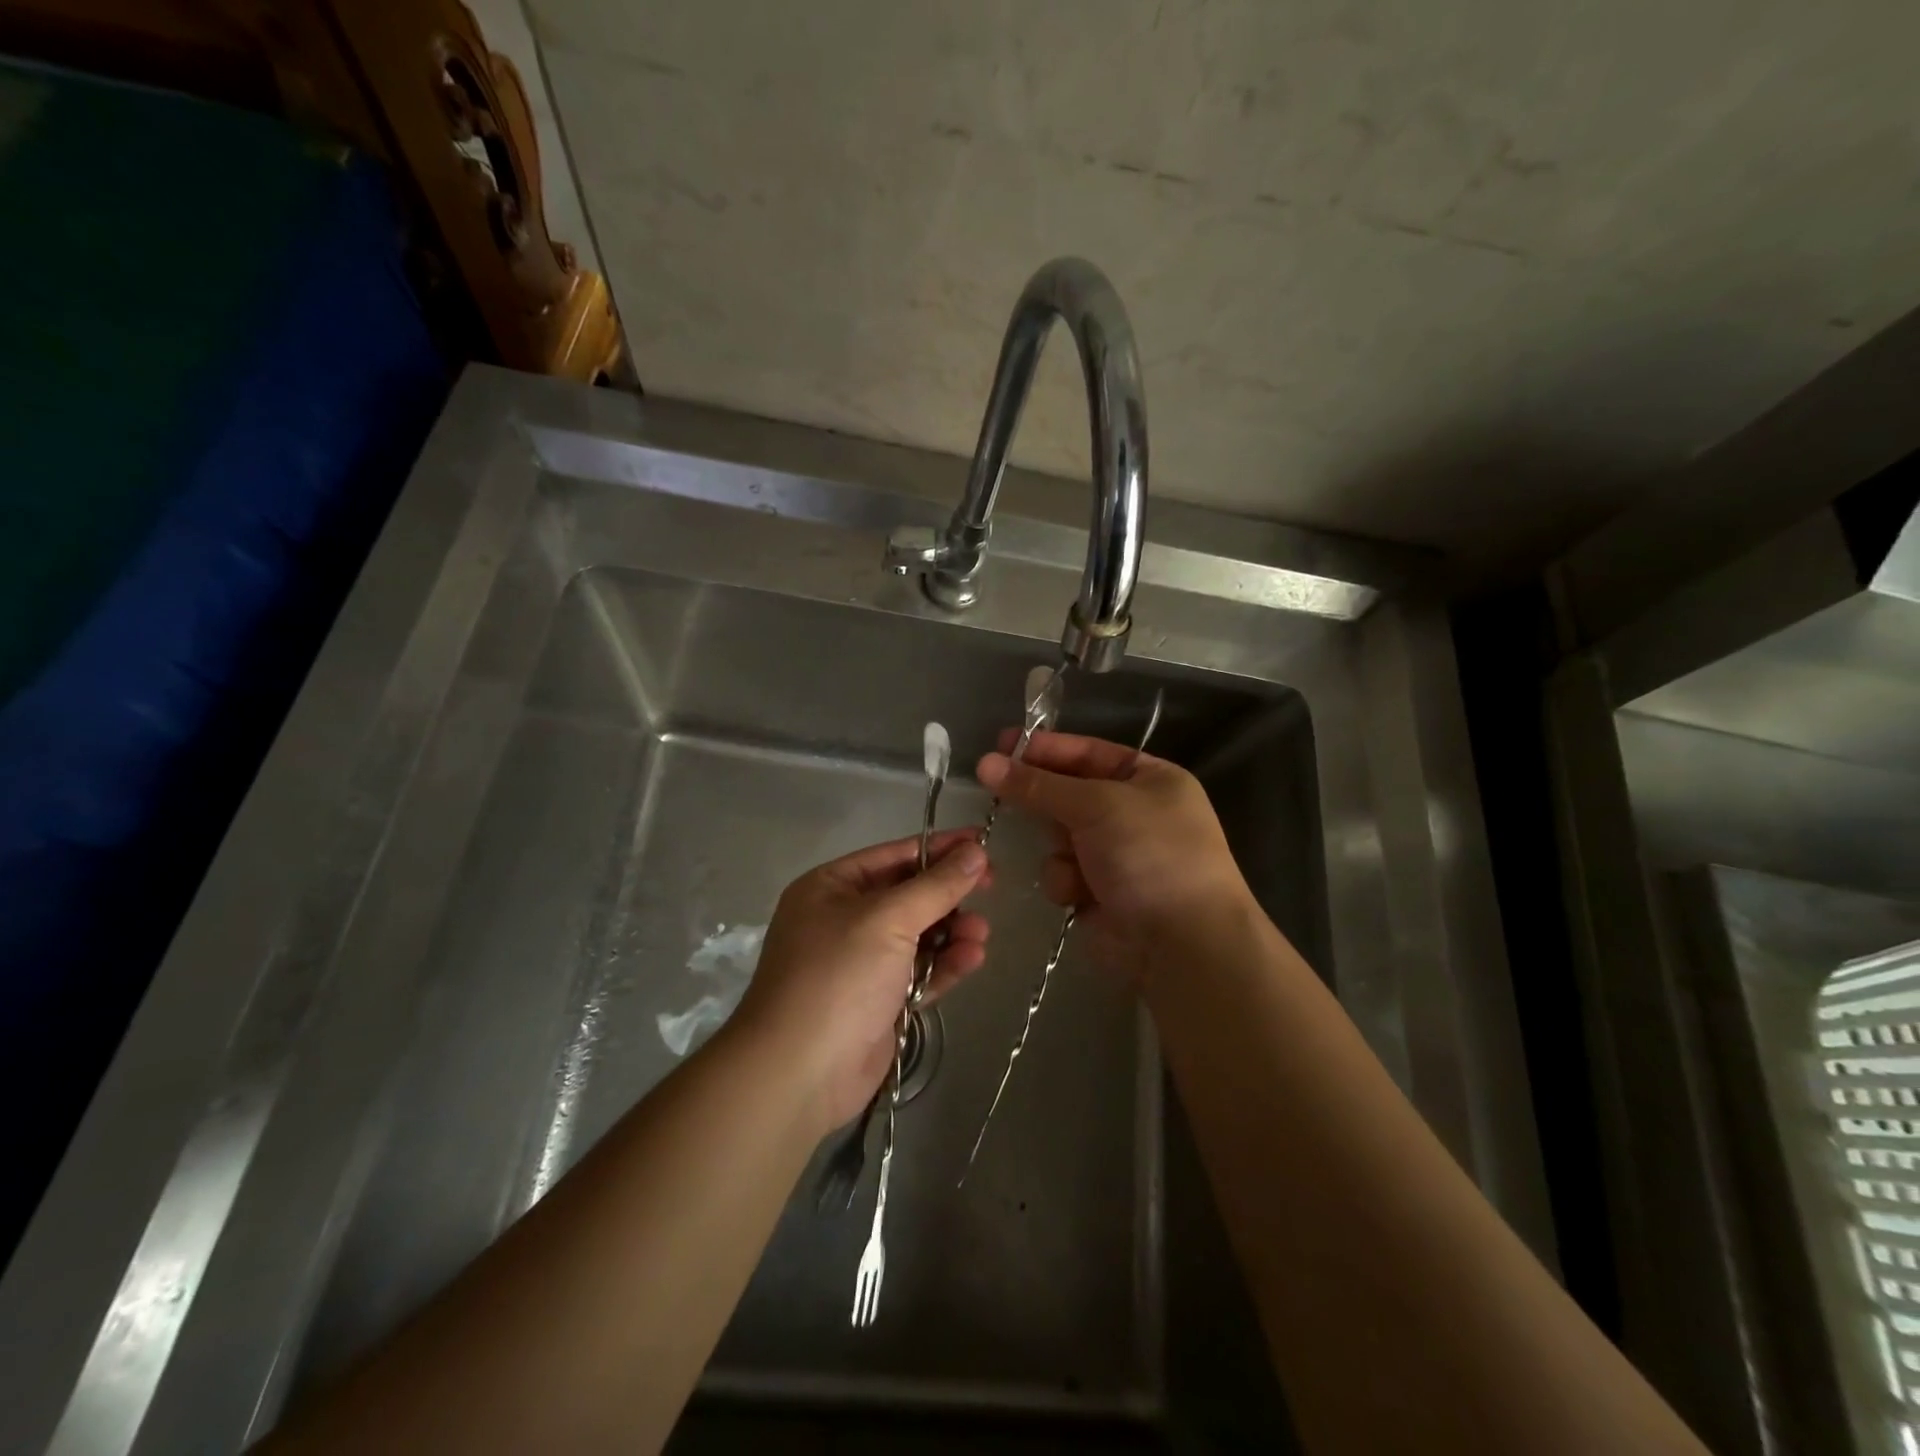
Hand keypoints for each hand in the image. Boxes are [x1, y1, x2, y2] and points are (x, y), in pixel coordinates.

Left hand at [732, 830, 991, 1132]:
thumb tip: (975, 851)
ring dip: (952, 931)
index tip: (982, 843)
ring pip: (919, 935)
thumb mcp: (887, 920)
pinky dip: (945, 964)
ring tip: (980, 934)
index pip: (893, 855)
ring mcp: (861, 962)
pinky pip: (919, 971)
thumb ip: (936, 886)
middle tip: (992, 886)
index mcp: (831, 887)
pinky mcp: (879, 1001)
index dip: (939, 848)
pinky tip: (973, 958)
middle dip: (949, 894)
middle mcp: (843, 919)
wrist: (799, 1073)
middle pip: (908, 895)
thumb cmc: (838, 977)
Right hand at [975, 730, 1251, 984]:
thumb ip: (1039, 785)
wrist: (1180, 942)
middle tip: (994, 786)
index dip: (1046, 748)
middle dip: (1042, 798)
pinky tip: (1081, 894)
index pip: (1088, 752)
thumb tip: (985, 763)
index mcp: (1150, 779)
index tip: (1001, 745)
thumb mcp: (1096, 805)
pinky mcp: (1097, 892)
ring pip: (1058, 835)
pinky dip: (1066, 880)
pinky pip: (1062, 872)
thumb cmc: (1150, 855)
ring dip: (1058, 845)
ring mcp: (1115, 854)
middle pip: (1068, 793)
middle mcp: (1133, 812)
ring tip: (1073, 859)